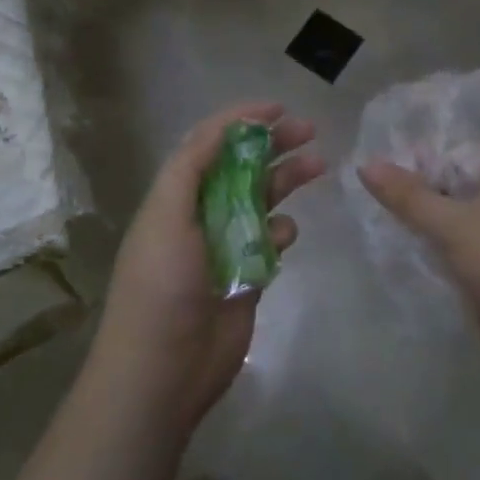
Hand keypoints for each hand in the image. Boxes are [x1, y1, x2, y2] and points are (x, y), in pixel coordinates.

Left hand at [95, 101, 324, 431]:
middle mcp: (201, 213)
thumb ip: (190, 167)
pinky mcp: (246, 276)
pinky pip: (271, 241)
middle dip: (273, 144)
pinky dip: (283, 231)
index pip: (209, 144)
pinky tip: (287, 234)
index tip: (278, 108)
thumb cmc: (161, 286)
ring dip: (287, 180)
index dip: (240, 120)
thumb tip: (224, 128)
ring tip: (318, 166)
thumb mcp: (165, 215)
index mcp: (176, 196)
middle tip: (309, 130)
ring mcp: (225, 245)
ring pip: (262, 200)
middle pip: (241, 167)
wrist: (162, 371)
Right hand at [359, 151, 479, 387]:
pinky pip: (454, 244)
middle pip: (445, 183)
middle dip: (411, 193)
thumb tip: (364, 163)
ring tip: (373, 222)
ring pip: (447, 216)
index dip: (411, 160)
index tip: (371, 173)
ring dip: (418, 222)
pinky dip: (431, 246)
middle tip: (364, 198)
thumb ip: (407, 195)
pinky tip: (399, 249)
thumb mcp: (452, 225)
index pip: (447, 151)